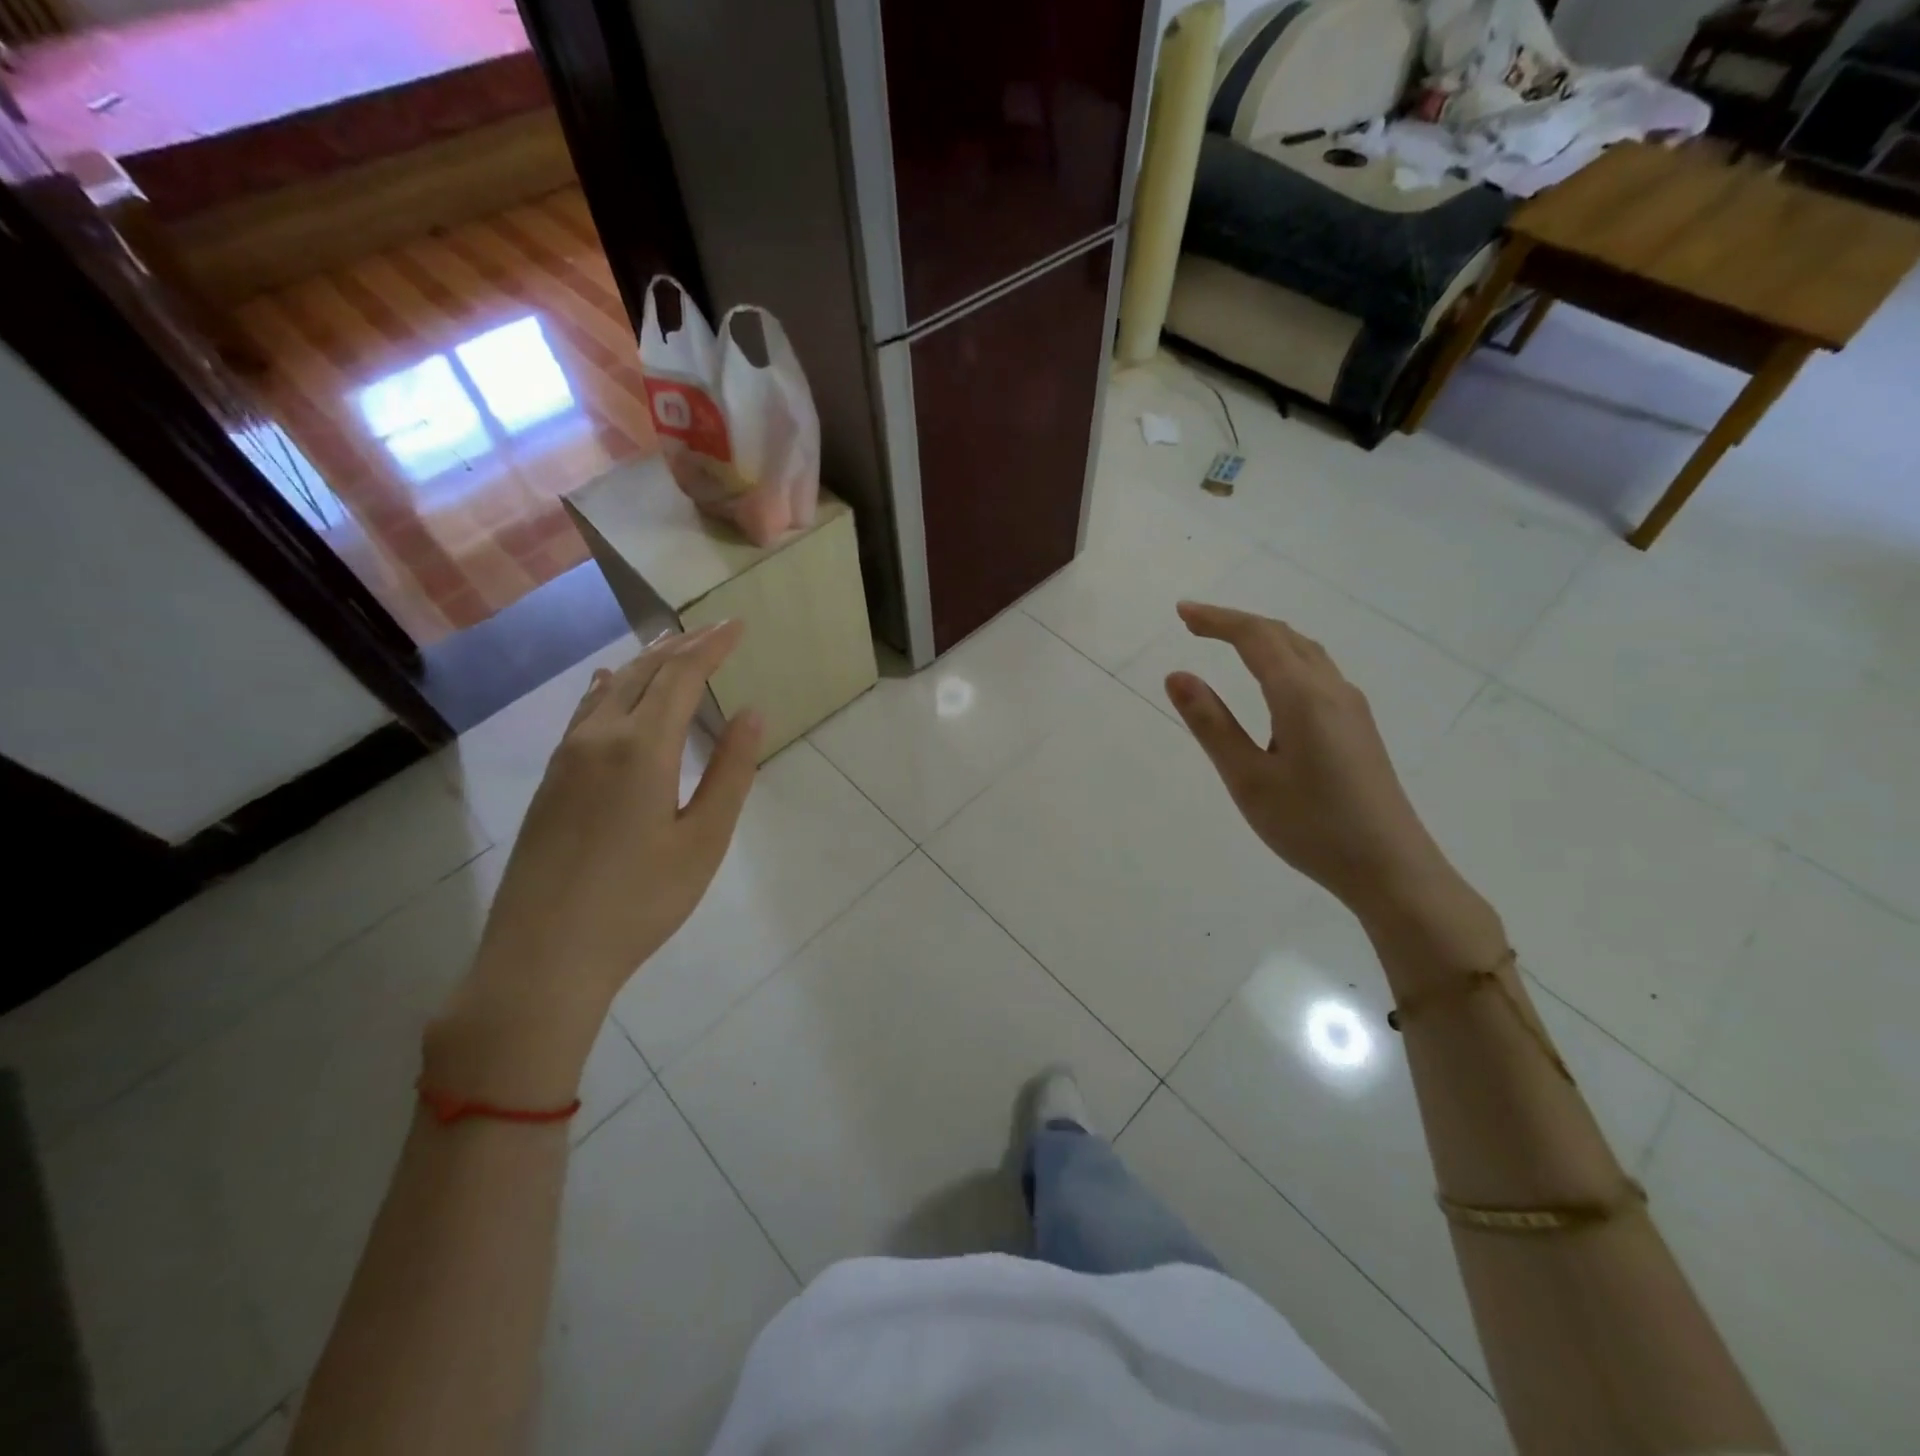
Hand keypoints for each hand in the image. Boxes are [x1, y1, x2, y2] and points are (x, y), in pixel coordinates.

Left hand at [427, 622, 761, 1105]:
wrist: (542, 957)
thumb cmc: (639, 902)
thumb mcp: (703, 840)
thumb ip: (730, 772)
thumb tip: (752, 714)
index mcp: (641, 748)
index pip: (681, 676)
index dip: (712, 646)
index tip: (739, 625)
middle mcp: (598, 739)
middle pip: (643, 674)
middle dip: (682, 648)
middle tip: (714, 633)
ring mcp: (566, 759)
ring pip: (609, 690)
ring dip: (644, 664)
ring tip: (670, 648)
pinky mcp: (550, 782)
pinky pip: (584, 713)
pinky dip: (609, 688)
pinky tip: (608, 686)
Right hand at [1163, 601, 1444, 915]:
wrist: (1391, 868)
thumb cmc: (1311, 826)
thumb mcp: (1248, 778)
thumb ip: (1211, 724)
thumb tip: (1177, 675)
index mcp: (1301, 695)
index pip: (1255, 637)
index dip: (1216, 620)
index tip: (1181, 612)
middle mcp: (1331, 689)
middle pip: (1282, 636)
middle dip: (1237, 623)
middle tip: (1195, 623)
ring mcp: (1351, 707)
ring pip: (1305, 651)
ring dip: (1264, 637)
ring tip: (1228, 642)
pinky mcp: (1358, 727)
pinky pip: (1317, 671)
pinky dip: (1284, 657)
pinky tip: (1273, 681)